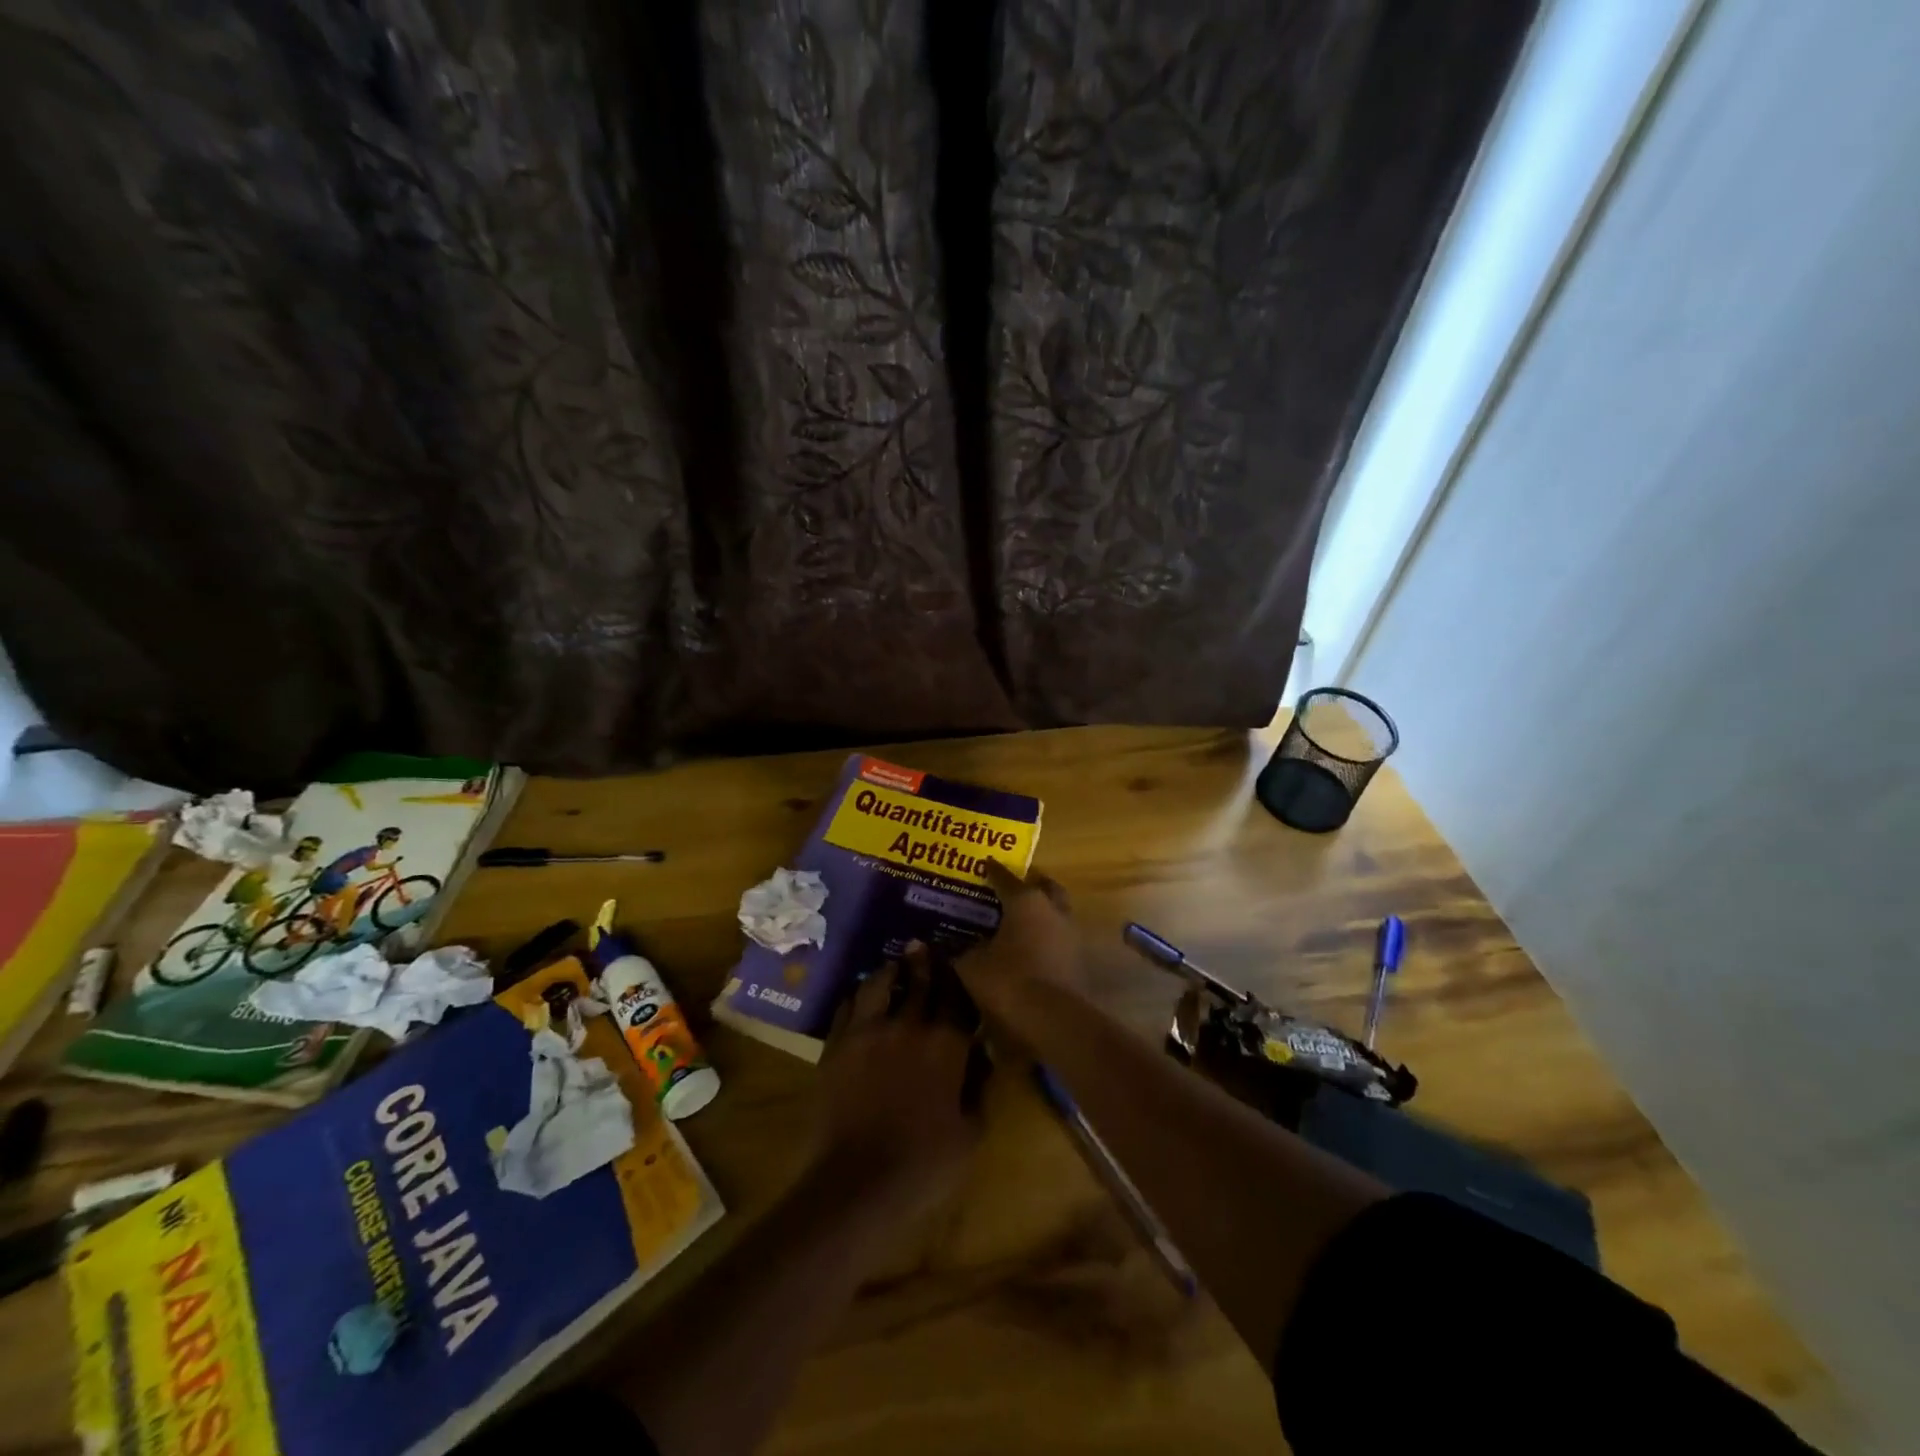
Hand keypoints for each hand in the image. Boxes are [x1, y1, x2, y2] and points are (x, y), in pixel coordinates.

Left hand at [815, 945, 981, 1218]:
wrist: (857, 1183)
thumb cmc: (925, 1164)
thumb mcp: (971, 1132)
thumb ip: (979, 1086)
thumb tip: (981, 1054)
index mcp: (946, 1043)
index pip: (956, 997)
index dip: (958, 978)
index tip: (957, 964)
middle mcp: (908, 1024)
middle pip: (919, 981)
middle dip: (924, 962)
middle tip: (922, 946)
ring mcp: (867, 1030)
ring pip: (878, 983)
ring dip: (889, 971)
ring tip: (892, 965)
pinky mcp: (837, 1044)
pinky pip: (847, 1005)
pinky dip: (858, 995)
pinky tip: (860, 996)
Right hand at [956, 860, 1086, 1017]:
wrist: (1053, 1018)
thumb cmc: (1008, 980)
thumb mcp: (972, 965)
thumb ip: (959, 951)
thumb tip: (946, 945)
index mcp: (1025, 901)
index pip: (1005, 878)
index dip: (992, 871)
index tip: (984, 863)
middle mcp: (1052, 909)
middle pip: (1043, 887)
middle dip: (1029, 884)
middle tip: (1011, 888)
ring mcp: (1069, 934)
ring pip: (1056, 911)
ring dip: (1041, 911)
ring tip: (1020, 919)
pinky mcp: (1078, 959)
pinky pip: (1059, 937)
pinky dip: (1046, 937)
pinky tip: (1031, 947)